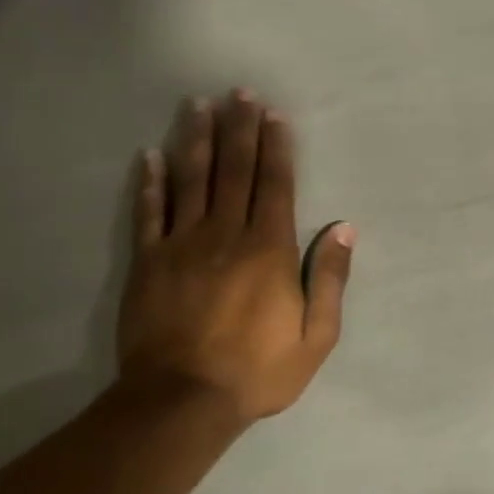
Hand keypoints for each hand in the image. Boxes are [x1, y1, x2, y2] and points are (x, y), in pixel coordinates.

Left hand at [117, 92, 353, 423]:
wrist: (182, 401)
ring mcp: (182, 245)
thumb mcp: (316, 336)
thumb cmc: (257, 370)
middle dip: (240, 129)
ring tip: (199, 105)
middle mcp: (227, 234)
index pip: (276, 185)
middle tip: (239, 93)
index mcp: (269, 249)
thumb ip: (331, 279)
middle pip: (235, 171)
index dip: (276, 148)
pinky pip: (149, 213)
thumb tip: (344, 228)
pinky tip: (151, 155)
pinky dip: (151, 182)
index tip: (274, 115)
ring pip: (192, 180)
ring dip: (197, 140)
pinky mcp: (148, 262)